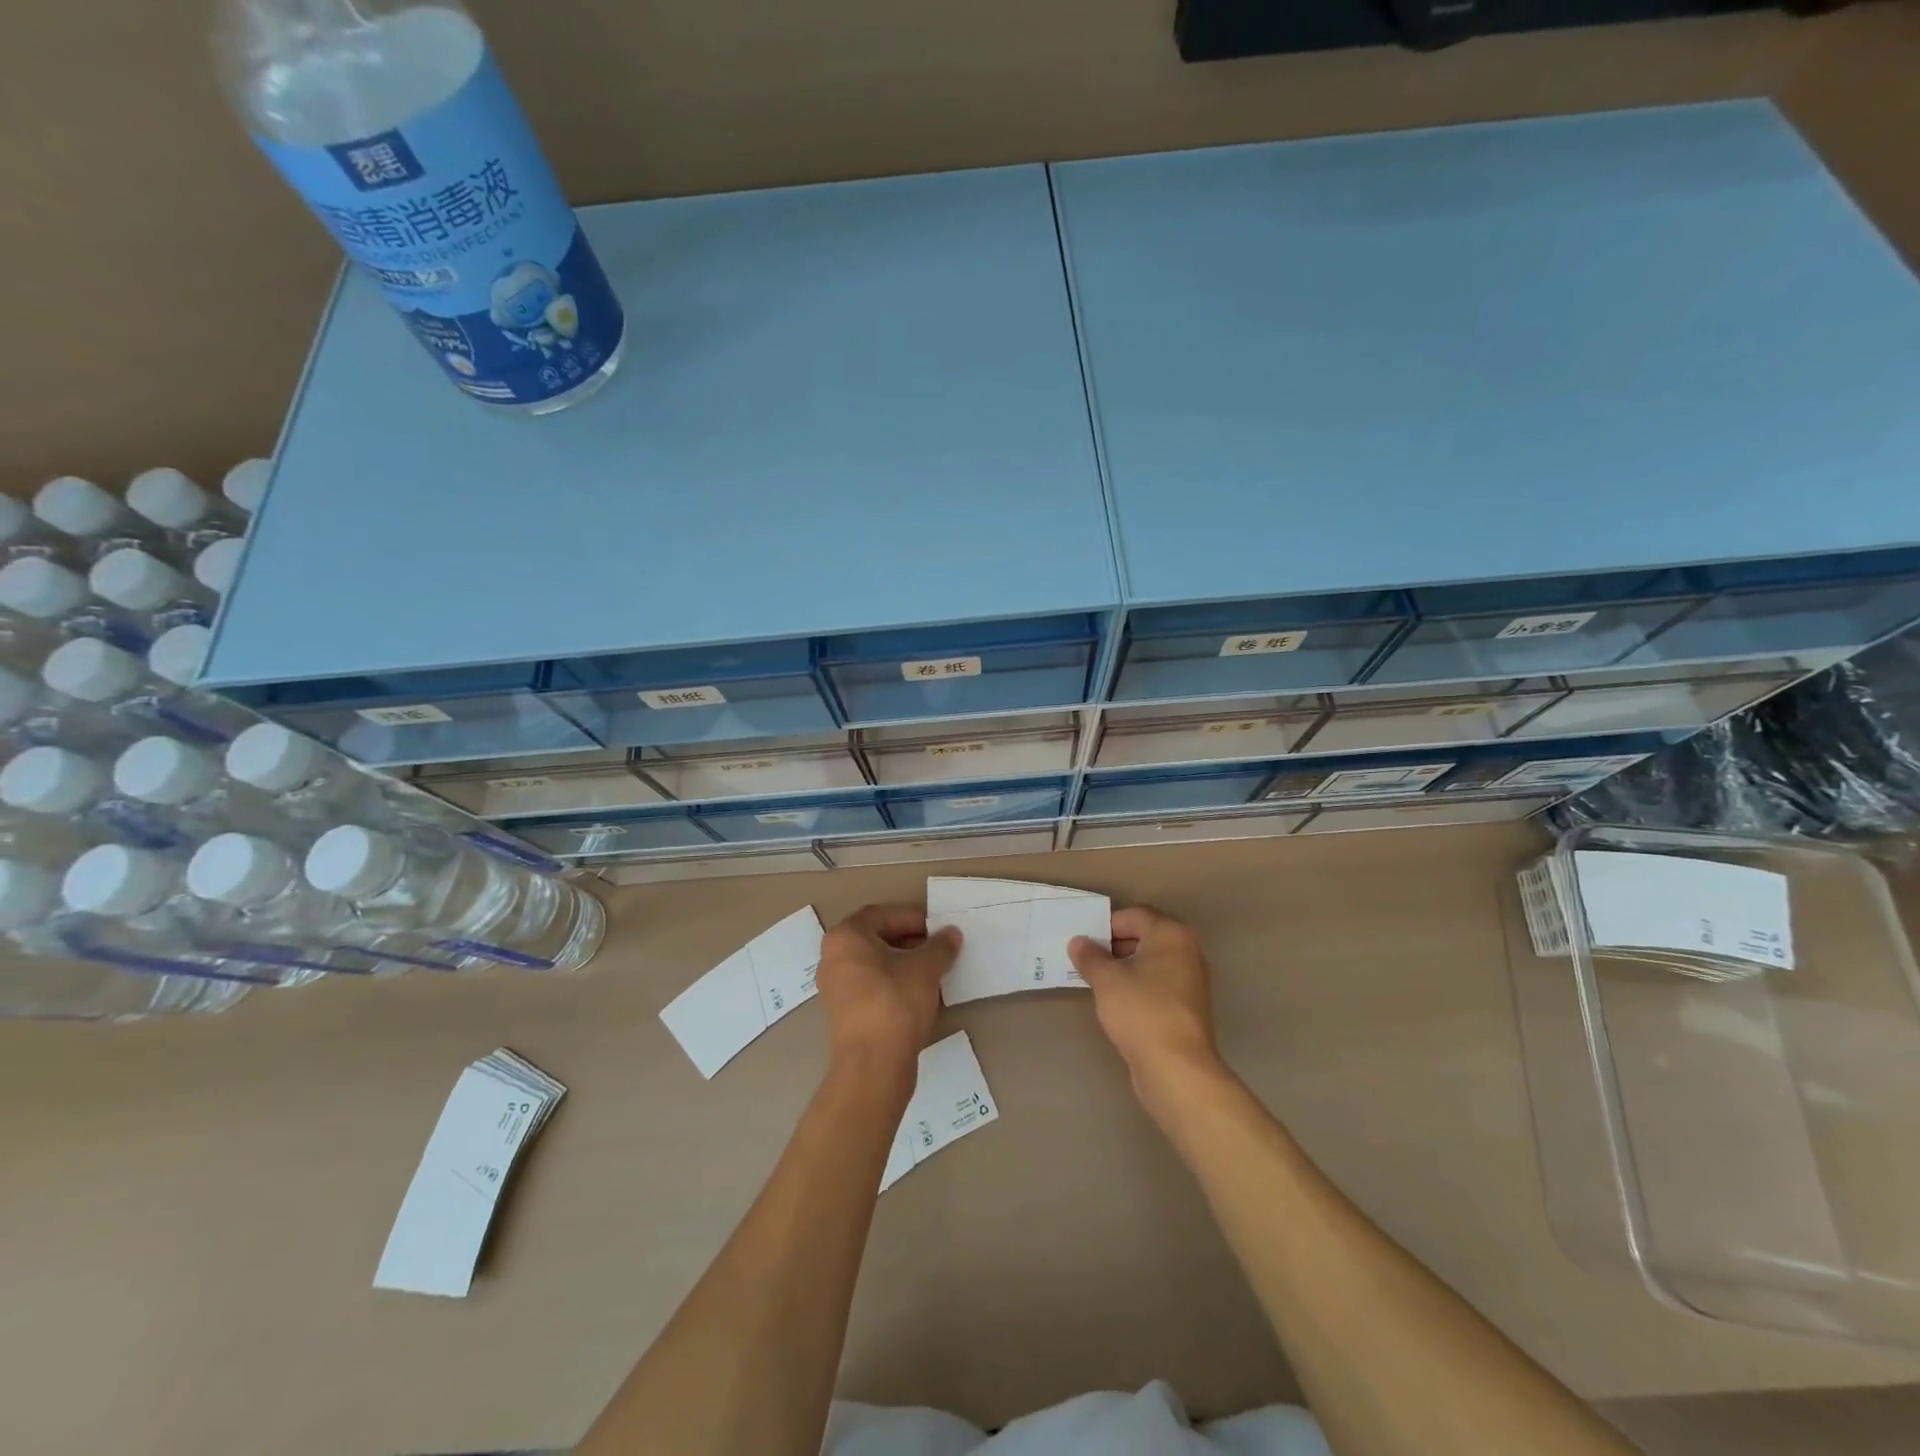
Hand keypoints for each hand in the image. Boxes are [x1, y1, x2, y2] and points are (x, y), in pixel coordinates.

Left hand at [817, 904, 960, 1082]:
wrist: (873, 1064)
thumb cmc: (896, 1002)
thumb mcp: (926, 968)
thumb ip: (940, 946)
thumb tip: (951, 934)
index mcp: (845, 937)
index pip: (880, 914)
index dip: (910, 917)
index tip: (935, 928)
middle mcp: (832, 957)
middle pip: (874, 938)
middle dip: (908, 940)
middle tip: (936, 947)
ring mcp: (834, 987)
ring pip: (872, 963)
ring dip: (902, 962)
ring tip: (932, 970)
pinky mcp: (842, 1013)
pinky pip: (869, 985)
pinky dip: (892, 982)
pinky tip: (917, 993)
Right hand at [1069, 906, 1225, 1109]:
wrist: (1177, 1068)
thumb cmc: (1141, 1010)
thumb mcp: (1106, 979)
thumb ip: (1089, 956)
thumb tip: (1079, 942)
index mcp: (1171, 934)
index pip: (1134, 915)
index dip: (1106, 926)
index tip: (1085, 944)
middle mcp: (1188, 950)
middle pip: (1145, 936)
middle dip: (1115, 946)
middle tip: (1088, 962)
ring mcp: (1193, 980)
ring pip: (1152, 962)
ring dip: (1126, 967)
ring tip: (1100, 983)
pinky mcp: (1190, 1007)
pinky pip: (1160, 984)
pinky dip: (1140, 986)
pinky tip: (1120, 1004)